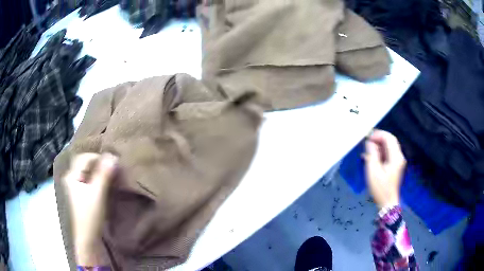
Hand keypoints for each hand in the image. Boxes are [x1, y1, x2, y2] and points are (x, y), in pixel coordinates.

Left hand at [63, 153, 117, 265]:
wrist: (88, 236)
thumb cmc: (90, 214)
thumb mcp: (97, 193)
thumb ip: (103, 174)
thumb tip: (112, 156)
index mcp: (71, 175)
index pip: (85, 157)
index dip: (99, 157)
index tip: (114, 162)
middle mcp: (71, 177)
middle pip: (84, 162)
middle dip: (98, 162)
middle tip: (112, 166)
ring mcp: (75, 185)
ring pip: (87, 170)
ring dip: (98, 169)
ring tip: (110, 172)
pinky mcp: (80, 192)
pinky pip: (88, 178)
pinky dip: (96, 176)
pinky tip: (104, 181)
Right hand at [363, 130, 405, 208]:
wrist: (387, 203)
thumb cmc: (380, 188)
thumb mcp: (373, 171)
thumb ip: (372, 154)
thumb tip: (370, 142)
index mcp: (396, 157)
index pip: (389, 138)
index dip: (378, 135)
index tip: (367, 138)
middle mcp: (399, 157)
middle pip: (390, 141)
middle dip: (378, 139)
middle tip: (367, 142)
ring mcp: (398, 161)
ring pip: (389, 147)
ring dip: (378, 146)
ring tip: (367, 151)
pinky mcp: (395, 166)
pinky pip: (388, 154)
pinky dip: (380, 153)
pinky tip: (372, 158)